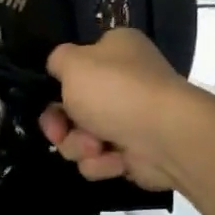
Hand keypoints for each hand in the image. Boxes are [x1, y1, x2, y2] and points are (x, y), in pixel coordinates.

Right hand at [38, 28, 211, 191]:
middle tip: (58, 133)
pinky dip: (102, 162)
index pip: (76, 66)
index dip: (58, 85)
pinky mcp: (134, 153)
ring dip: (80, 145)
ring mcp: (129, 119)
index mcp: (115, 51)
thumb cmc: (116, 91)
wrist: (166, 137)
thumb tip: (59, 67)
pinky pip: (99, 161)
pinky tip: (115, 160)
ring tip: (96, 147)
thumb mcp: (74, 63)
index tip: (49, 98)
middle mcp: (124, 82)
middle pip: (71, 108)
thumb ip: (58, 60)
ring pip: (80, 138)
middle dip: (61, 125)